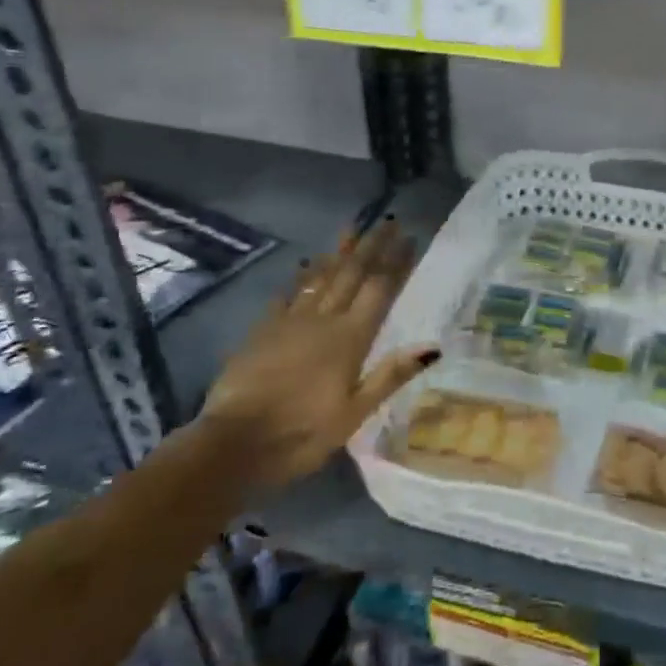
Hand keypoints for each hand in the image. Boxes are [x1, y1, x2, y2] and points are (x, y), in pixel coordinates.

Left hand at [201, 220, 438, 483]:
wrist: (232, 444)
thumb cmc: (301, 434)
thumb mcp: (354, 413)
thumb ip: (390, 375)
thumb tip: (433, 346)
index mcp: (350, 339)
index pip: (379, 289)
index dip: (395, 262)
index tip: (409, 237)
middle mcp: (323, 320)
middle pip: (351, 274)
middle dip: (372, 246)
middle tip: (387, 221)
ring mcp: (289, 322)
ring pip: (320, 277)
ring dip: (338, 252)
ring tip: (352, 230)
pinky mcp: (262, 331)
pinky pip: (288, 295)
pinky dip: (301, 277)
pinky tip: (306, 267)